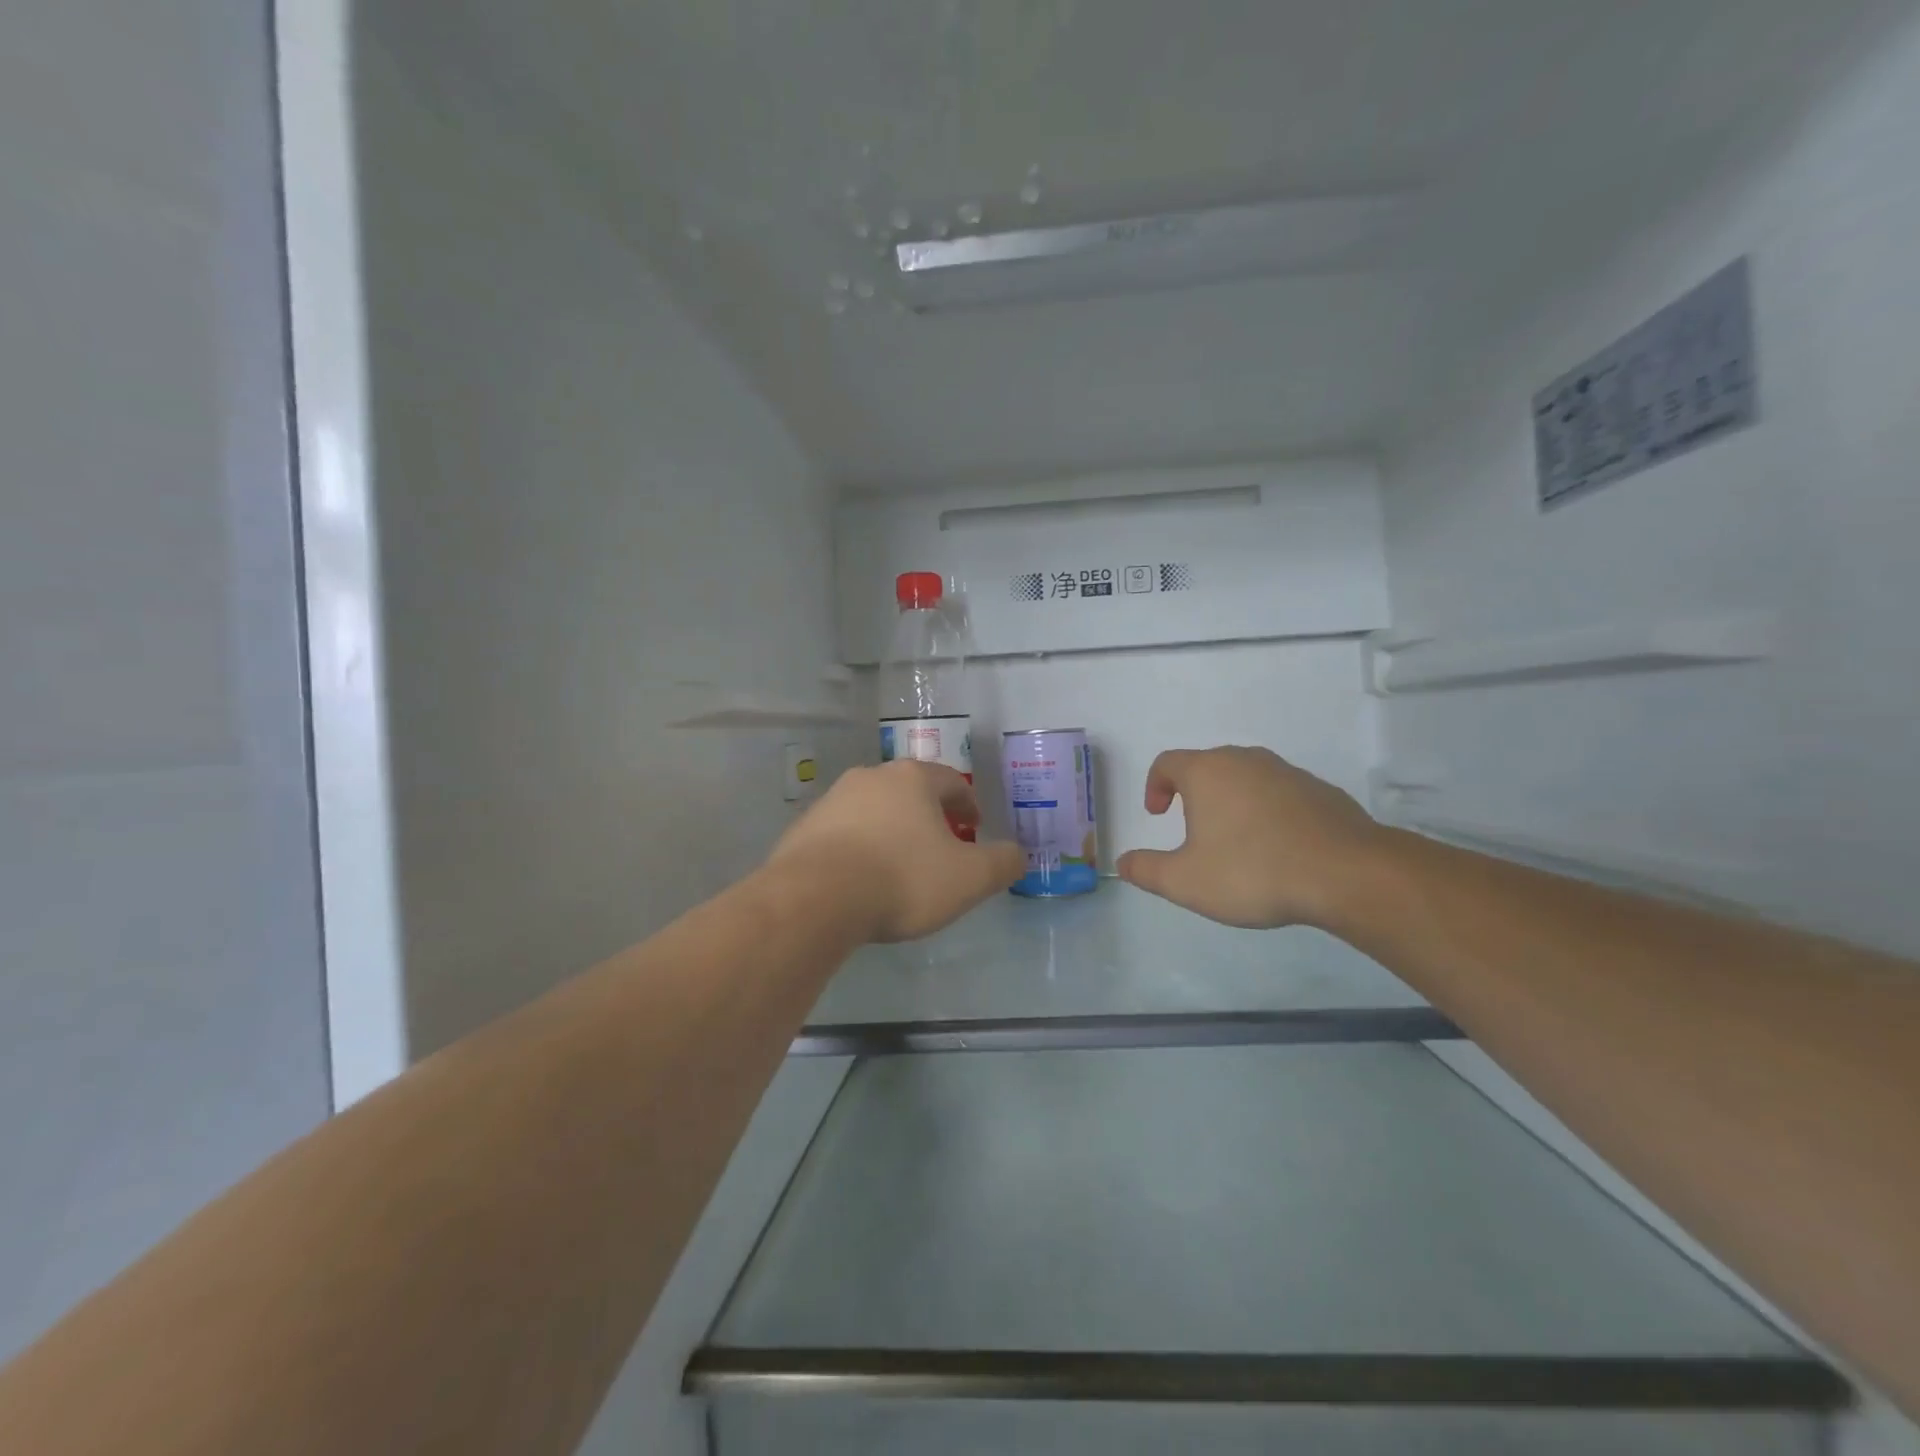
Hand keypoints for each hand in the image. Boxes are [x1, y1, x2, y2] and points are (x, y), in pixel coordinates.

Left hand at [767, 761, 1024, 942]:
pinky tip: (861, 878)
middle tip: (940, 845)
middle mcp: (871, 777)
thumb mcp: (969, 878)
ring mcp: (833, 800)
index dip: (968, 803)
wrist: (815, 898)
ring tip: (899, 864)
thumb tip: (1018, 854)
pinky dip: (859, 847)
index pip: (951, 781)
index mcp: (913, 779)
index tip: (974, 827)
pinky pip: (843, 833)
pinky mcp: (804, 827)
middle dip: (928, 815)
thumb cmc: (902, 879)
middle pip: (910, 790)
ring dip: (891, 830)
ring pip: (874, 809)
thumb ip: (1002, 863)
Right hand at [1116, 746, 1386, 929]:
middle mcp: (1244, 761)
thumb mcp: (1186, 881)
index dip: (1154, 786)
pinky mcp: (1320, 790)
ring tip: (1237, 844)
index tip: (1158, 815)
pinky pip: (1280, 794)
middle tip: (1194, 832)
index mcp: (1206, 772)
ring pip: (1246, 778)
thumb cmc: (1252, 871)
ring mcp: (1286, 772)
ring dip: (1232, 803)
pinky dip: (1268, 812)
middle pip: (1207, 766)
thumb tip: (1123, 862)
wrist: (1346, 873)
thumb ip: (1146, 871)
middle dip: (1193, 794)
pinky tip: (1278, 850)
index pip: (1167, 762)